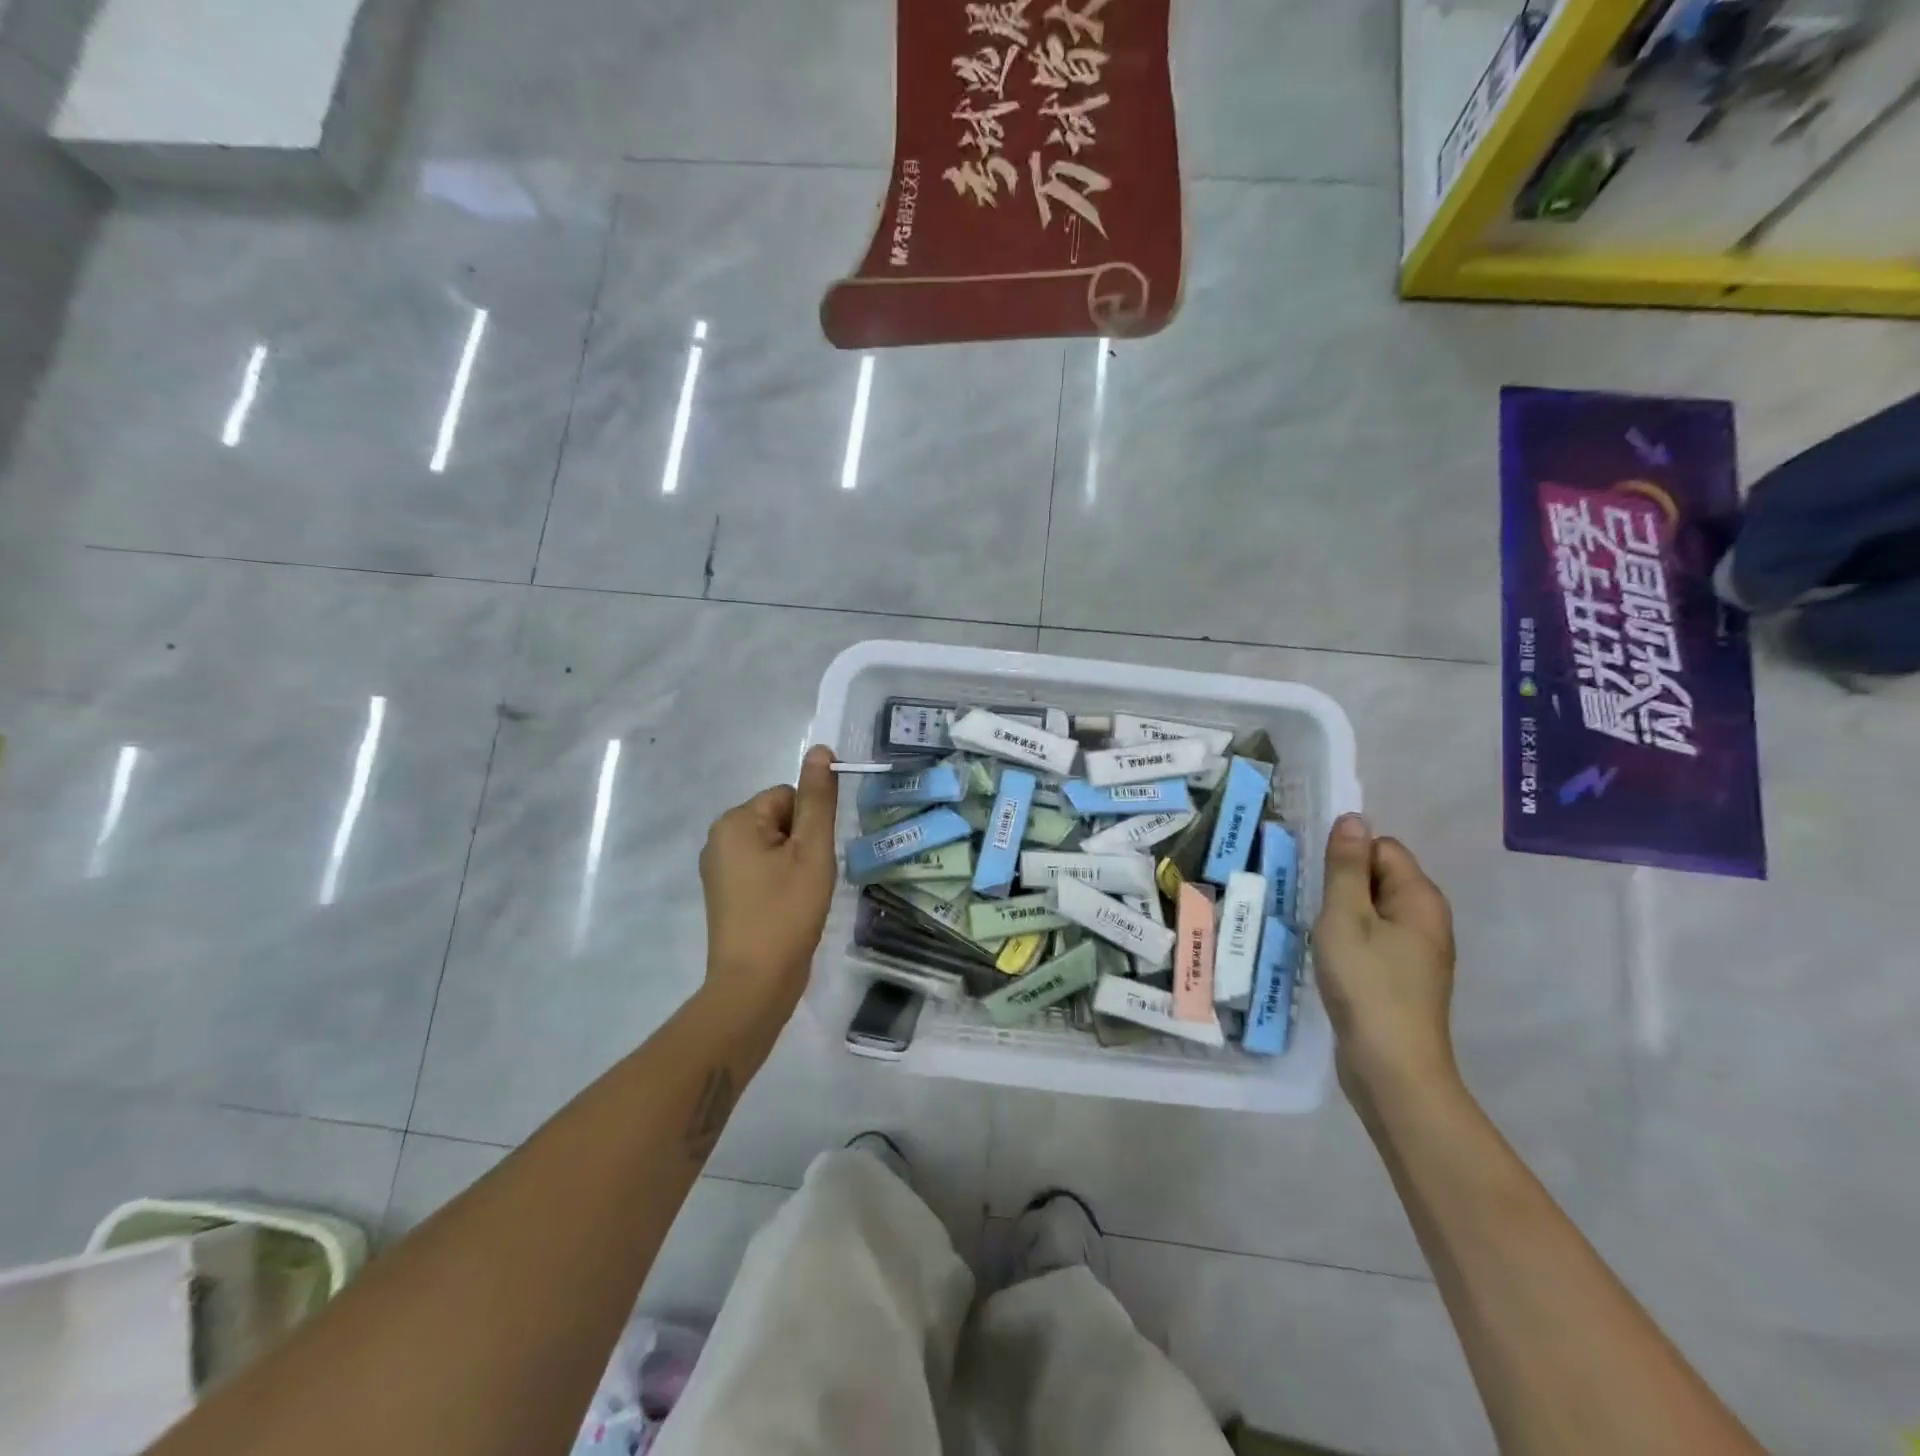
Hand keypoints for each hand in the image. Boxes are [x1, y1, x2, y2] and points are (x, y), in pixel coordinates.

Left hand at [699, 745, 839, 1020]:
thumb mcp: (812, 850)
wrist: (754, 983)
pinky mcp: (724, 893)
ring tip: (798, 897)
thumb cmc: (786, 911)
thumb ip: (818, 799)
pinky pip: (762, 868)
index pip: (788, 796)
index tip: (812, 860)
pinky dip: (780, 882)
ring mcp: (718, 868)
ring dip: (794, 865)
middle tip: (807, 881)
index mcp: (735, 821)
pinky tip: (786, 909)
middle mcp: (719, 838)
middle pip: (780, 819)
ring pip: (774, 846)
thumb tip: (820, 749)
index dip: (810, 826)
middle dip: (801, 845)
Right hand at [1312, 814, 1459, 1114]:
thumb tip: (1353, 818)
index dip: (1347, 856)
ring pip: (1373, 910)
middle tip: (1311, 906)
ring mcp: (1418, 951)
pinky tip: (1329, 957)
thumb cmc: (1367, 984)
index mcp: (1420, 898)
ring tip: (1315, 932)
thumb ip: (1346, 867)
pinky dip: (1350, 940)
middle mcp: (1427, 919)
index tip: (1316, 878)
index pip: (1382, 847)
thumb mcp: (1345, 917)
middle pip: (1380, 877)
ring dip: (1342, 914)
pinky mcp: (1403, 976)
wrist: (1392, 1067)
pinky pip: (1374, 938)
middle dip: (1343, 885)